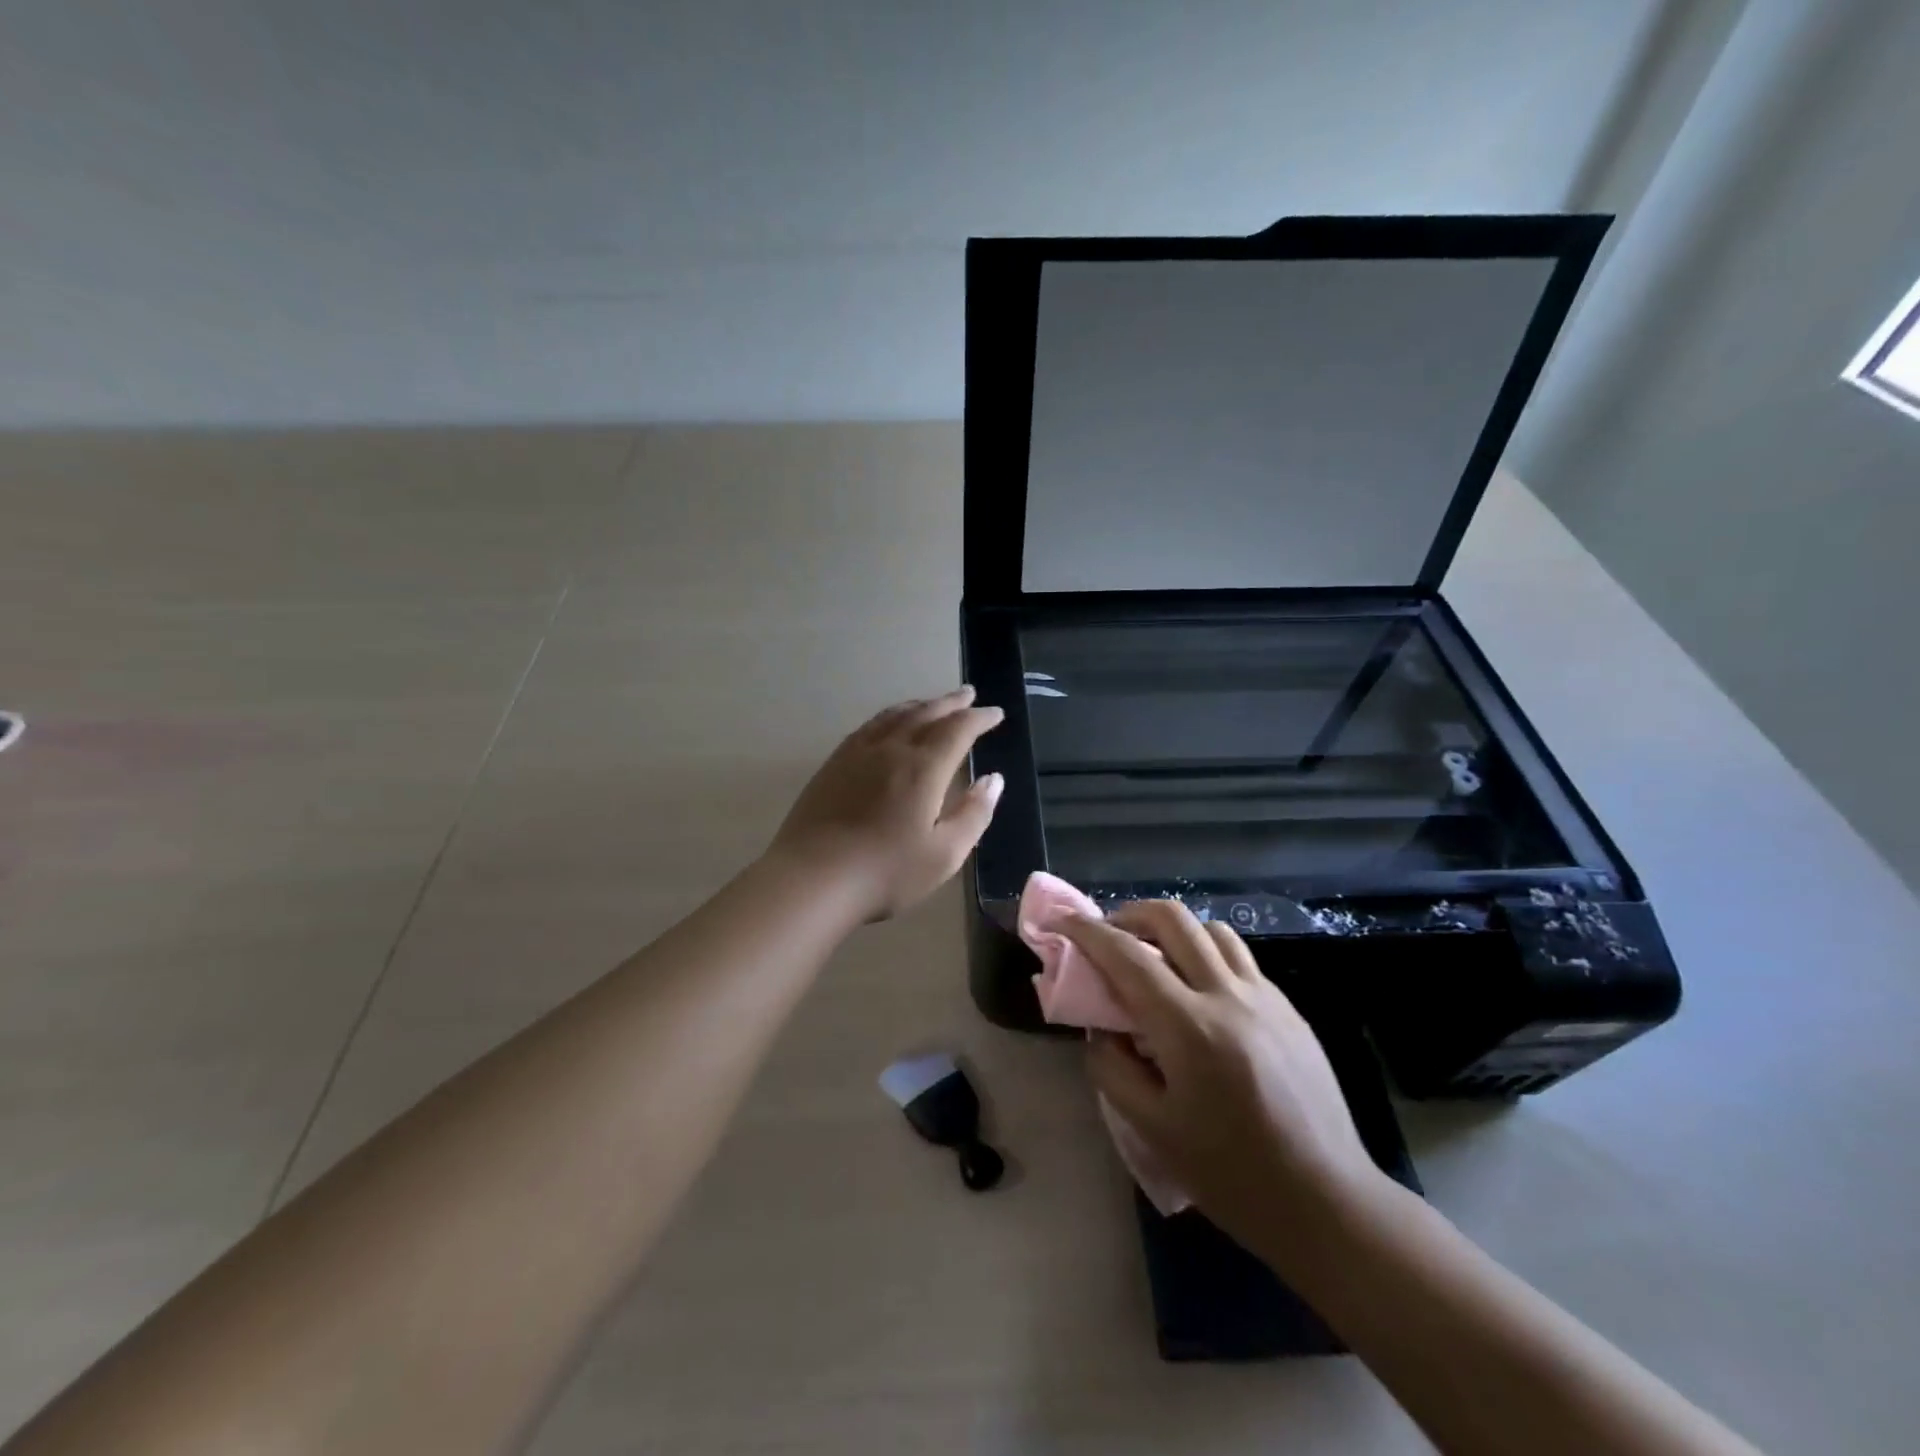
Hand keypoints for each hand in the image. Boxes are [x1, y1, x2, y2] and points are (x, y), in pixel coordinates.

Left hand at [768, 687, 1004, 921]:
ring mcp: (857, 753)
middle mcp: (892, 749)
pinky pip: (869, 726)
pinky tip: (888, 724)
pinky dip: (889, 716)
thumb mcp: (944, 854)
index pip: (958, 729)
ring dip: (920, 704)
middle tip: (968, 694)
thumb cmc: (886, 872)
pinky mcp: (833, 764)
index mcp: (923, 767)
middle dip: (951, 702)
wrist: (812, 879)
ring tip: (933, 703)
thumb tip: (994, 779)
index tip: (996, 713)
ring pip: (894, 715)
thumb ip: (974, 814)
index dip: (980, 718)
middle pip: (926, 713)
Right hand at [1061, 902, 1388, 1257]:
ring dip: (1172, 929)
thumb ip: (1112, 1068)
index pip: (1127, 955)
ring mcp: (1265, 997)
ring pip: (1211, 929)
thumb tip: (1101, 1029)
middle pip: (1173, 918)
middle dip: (1130, 913)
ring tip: (1154, 955)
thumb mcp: (1151, 1129)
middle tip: (1108, 933)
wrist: (1327, 1202)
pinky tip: (1199, 989)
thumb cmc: (1232, 1174)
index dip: (1087, 931)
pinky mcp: (1288, 1008)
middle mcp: (1228, 996)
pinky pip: (1239, 958)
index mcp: (1189, 1027)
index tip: (1062, 921)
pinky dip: (1206, 953)